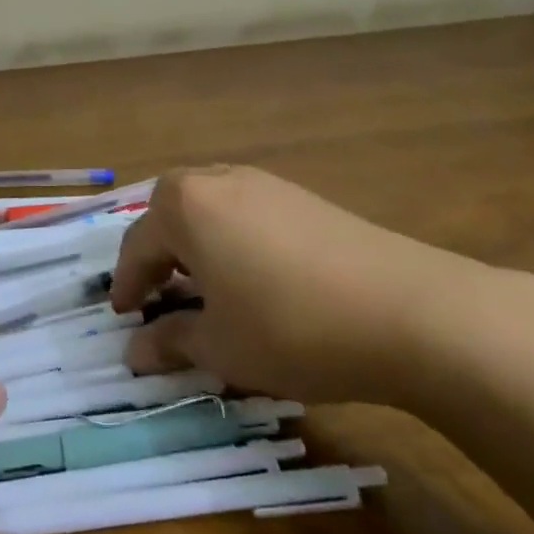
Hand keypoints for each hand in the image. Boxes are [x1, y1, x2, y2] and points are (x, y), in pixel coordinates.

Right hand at [110, 165, 492, 407]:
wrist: (411, 312)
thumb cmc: (291, 326)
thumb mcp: (221, 346)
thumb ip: (170, 342)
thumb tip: (134, 352)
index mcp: (186, 206)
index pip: (137, 244)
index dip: (126, 285)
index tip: (123, 317)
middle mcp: (219, 180)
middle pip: (170, 213)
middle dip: (158, 255)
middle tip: (158, 298)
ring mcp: (266, 184)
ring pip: (210, 209)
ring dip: (196, 246)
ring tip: (206, 290)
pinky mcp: (305, 198)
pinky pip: (247, 213)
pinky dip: (233, 241)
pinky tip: (256, 280)